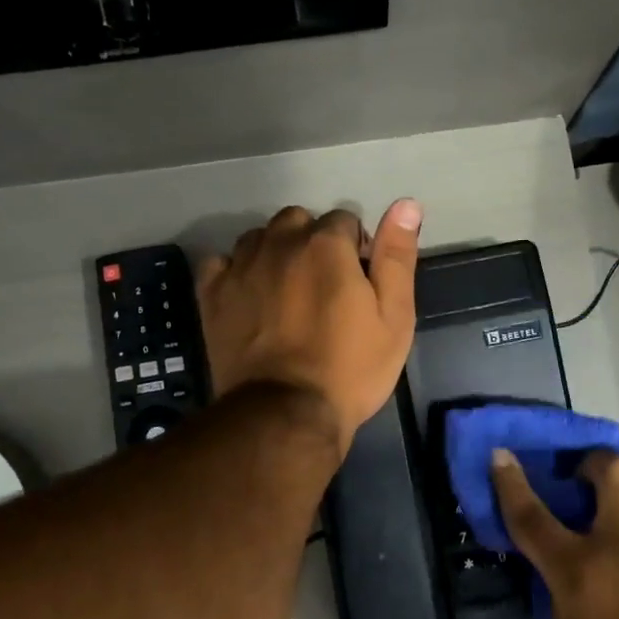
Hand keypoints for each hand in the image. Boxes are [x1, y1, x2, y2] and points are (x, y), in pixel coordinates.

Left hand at [196, 200, 422, 447]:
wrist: (285, 414)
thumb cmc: (350, 368)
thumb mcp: (395, 317)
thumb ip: (397, 257)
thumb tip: (406, 204)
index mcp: (326, 244)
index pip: (344, 220)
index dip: (356, 248)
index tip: (358, 283)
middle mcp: (279, 242)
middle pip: (298, 222)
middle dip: (313, 243)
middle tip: (324, 287)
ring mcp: (240, 266)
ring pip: (260, 238)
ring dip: (276, 253)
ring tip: (287, 293)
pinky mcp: (212, 294)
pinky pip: (221, 262)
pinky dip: (236, 271)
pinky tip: (249, 296)